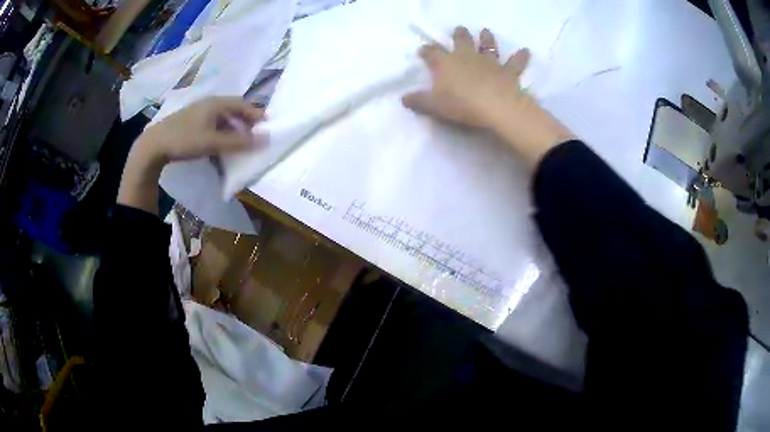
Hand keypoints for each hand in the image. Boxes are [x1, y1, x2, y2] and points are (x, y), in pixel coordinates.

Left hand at [134, 97, 264, 165]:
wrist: (154, 145)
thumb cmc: (184, 139)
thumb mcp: (212, 142)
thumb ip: (238, 142)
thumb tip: (264, 139)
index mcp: (216, 103)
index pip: (242, 104)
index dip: (255, 113)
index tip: (267, 124)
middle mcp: (208, 104)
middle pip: (233, 109)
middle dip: (245, 121)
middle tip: (255, 134)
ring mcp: (198, 112)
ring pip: (222, 117)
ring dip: (233, 128)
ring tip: (239, 141)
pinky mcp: (191, 122)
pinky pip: (212, 124)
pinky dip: (221, 132)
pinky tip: (220, 143)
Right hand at [402, 27, 574, 167]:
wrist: (496, 108)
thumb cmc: (462, 105)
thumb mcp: (434, 106)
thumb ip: (418, 101)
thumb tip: (403, 99)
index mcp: (446, 63)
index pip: (431, 53)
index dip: (426, 51)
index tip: (423, 50)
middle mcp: (467, 56)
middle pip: (461, 41)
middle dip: (459, 35)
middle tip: (459, 30)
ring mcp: (489, 62)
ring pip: (488, 45)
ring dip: (487, 38)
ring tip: (486, 31)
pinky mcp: (508, 71)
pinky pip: (516, 62)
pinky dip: (521, 57)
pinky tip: (526, 51)